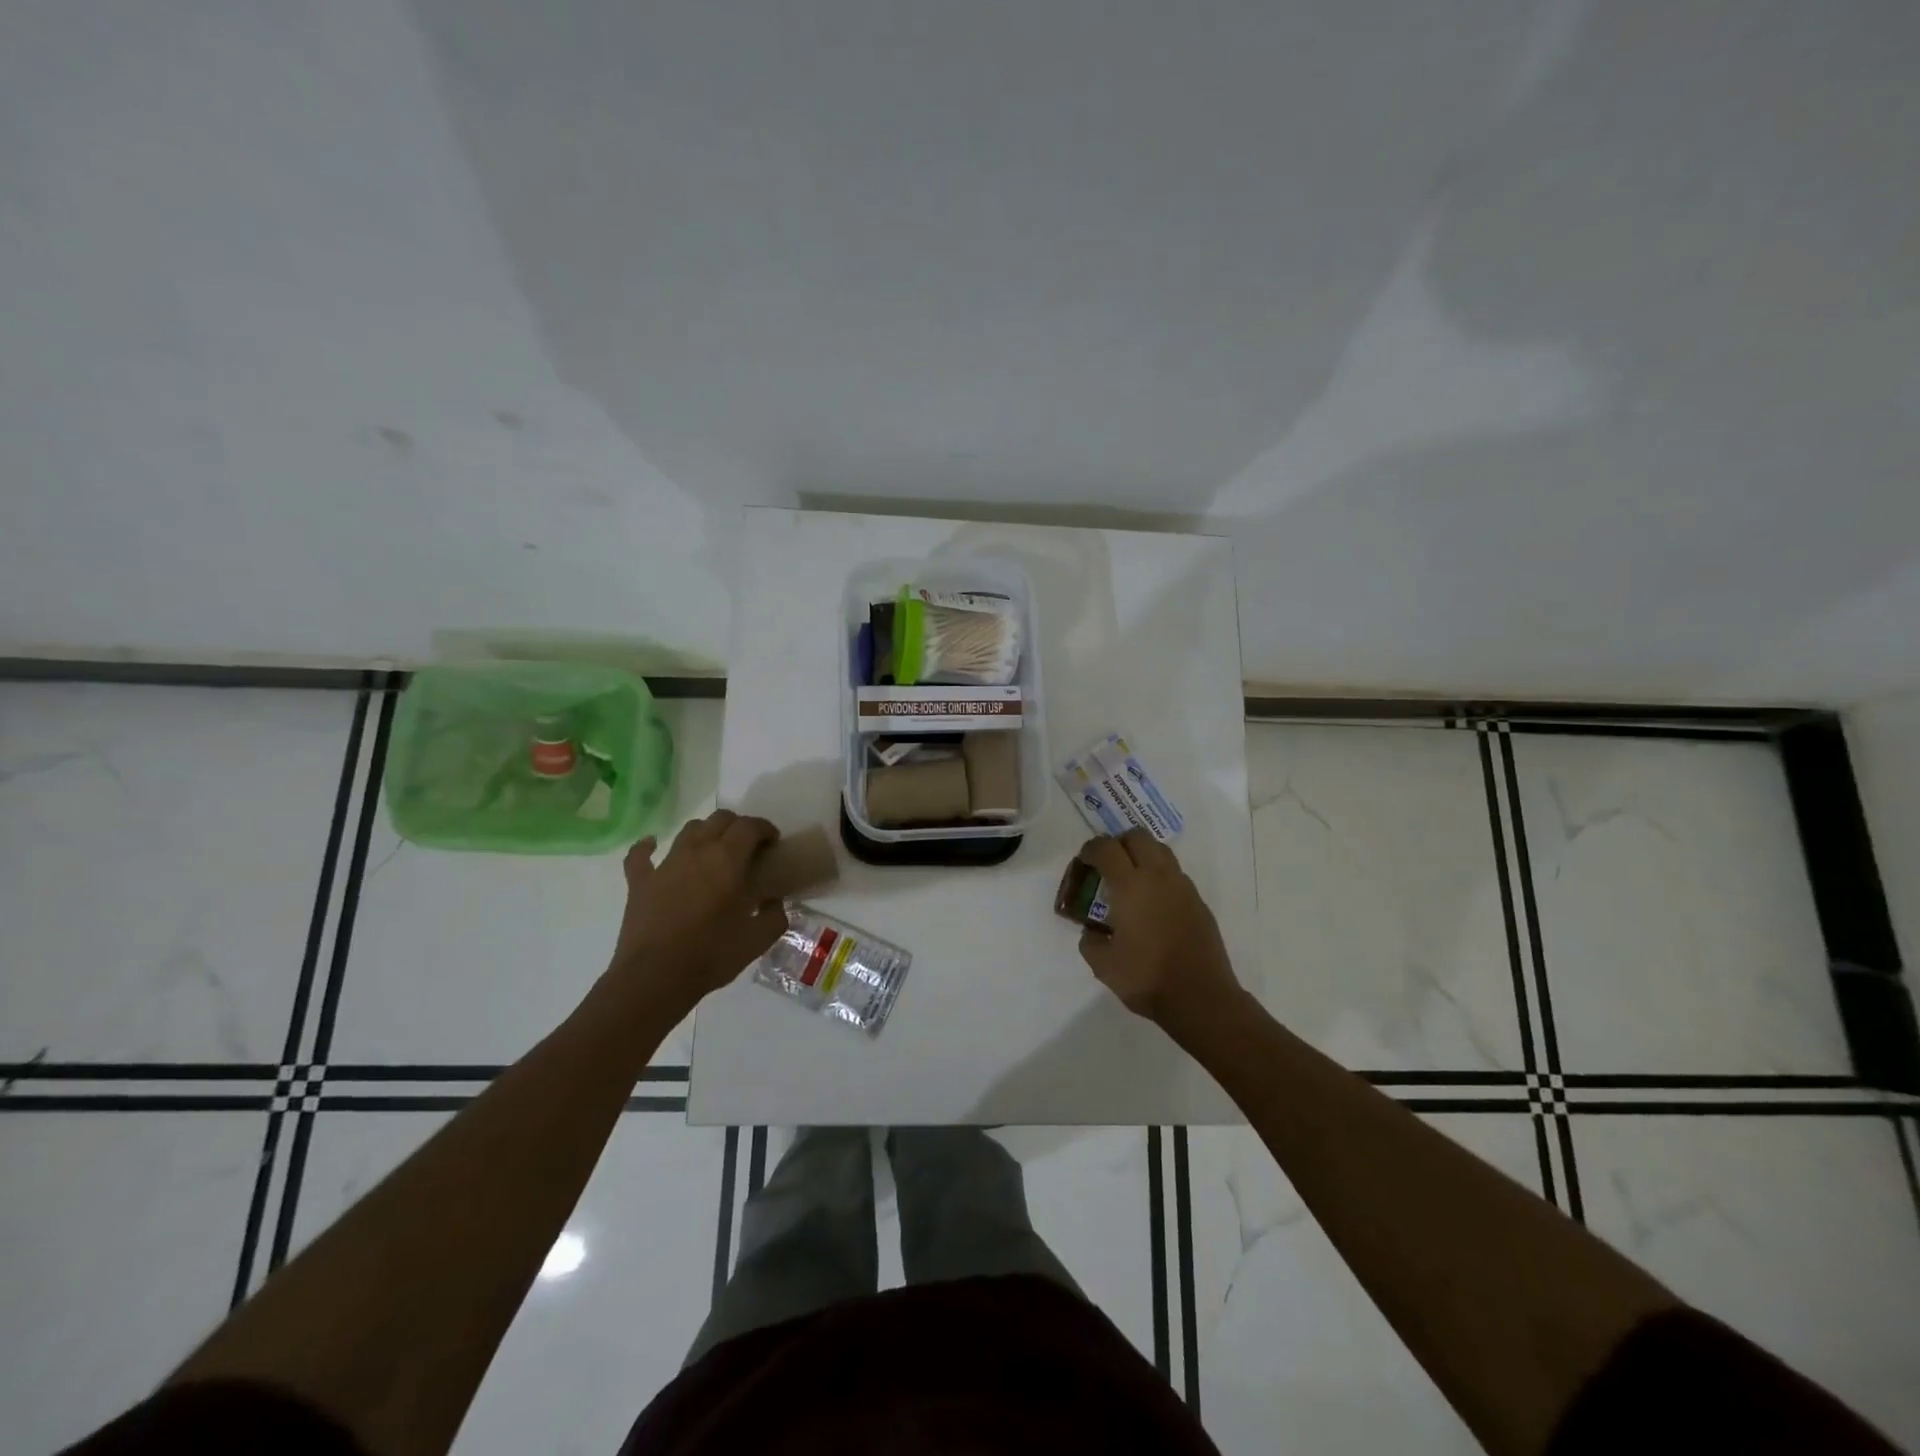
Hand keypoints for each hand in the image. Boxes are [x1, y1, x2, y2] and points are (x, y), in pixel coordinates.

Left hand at [607, 810, 788, 1015]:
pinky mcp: (640, 882)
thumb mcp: (757, 940)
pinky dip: (647, 846)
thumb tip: (774, 902)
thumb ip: (775, 916)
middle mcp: (696, 852)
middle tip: (748, 847)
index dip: (765, 829)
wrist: (655, 979)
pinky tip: (652, 845)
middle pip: (720, 820)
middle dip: (738, 826)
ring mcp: (665, 864)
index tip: (774, 843)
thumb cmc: (711, 955)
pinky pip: (640, 855)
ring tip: (713, 850)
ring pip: (688, 830)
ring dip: (705, 833)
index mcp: (727, 860)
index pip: (750, 826)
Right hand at [1075, 829, 1244, 1038]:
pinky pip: (1175, 874)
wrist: (1201, 998)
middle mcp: (1158, 877)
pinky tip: (1153, 904)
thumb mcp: (1103, 965)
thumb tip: (1093, 931)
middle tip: (1107, 864)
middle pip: (1137, 837)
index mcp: (1130, 886)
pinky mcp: (1198, 902)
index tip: (1083, 861)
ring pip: (1161, 851)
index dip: (1091, 849)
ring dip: (1142, 855)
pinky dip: (1160, 876)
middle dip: (1118, 843)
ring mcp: (1182, 887)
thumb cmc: (1147, 978)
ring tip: (1131, 880)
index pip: (1107, 848)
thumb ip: (1090, 941)